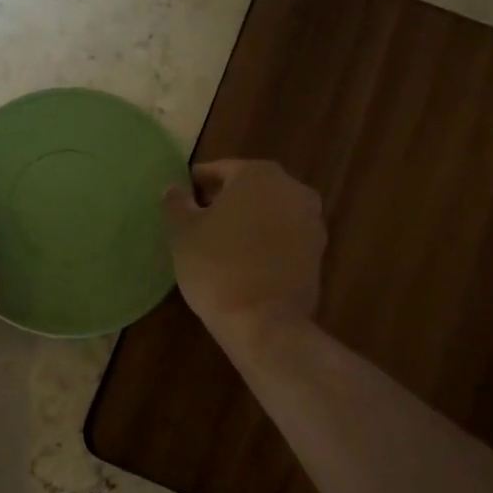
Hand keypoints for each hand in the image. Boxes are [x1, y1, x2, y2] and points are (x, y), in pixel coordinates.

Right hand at [164, 160, 324, 341]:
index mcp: (259, 175)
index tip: (181, 200)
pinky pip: (283, 238)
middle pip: (249, 188)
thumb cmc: (216, 266)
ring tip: (220, 244)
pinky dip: (265, 243)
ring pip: (269, 213)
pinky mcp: (318, 254)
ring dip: (248, 222)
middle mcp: (292, 189)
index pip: (220, 170)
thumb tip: (174, 189)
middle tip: (198, 221)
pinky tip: (243, 261)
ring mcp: (311, 222)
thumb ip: (176, 203)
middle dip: (225, 201)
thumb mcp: (182, 232)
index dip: (197, 184)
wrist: (263, 322)